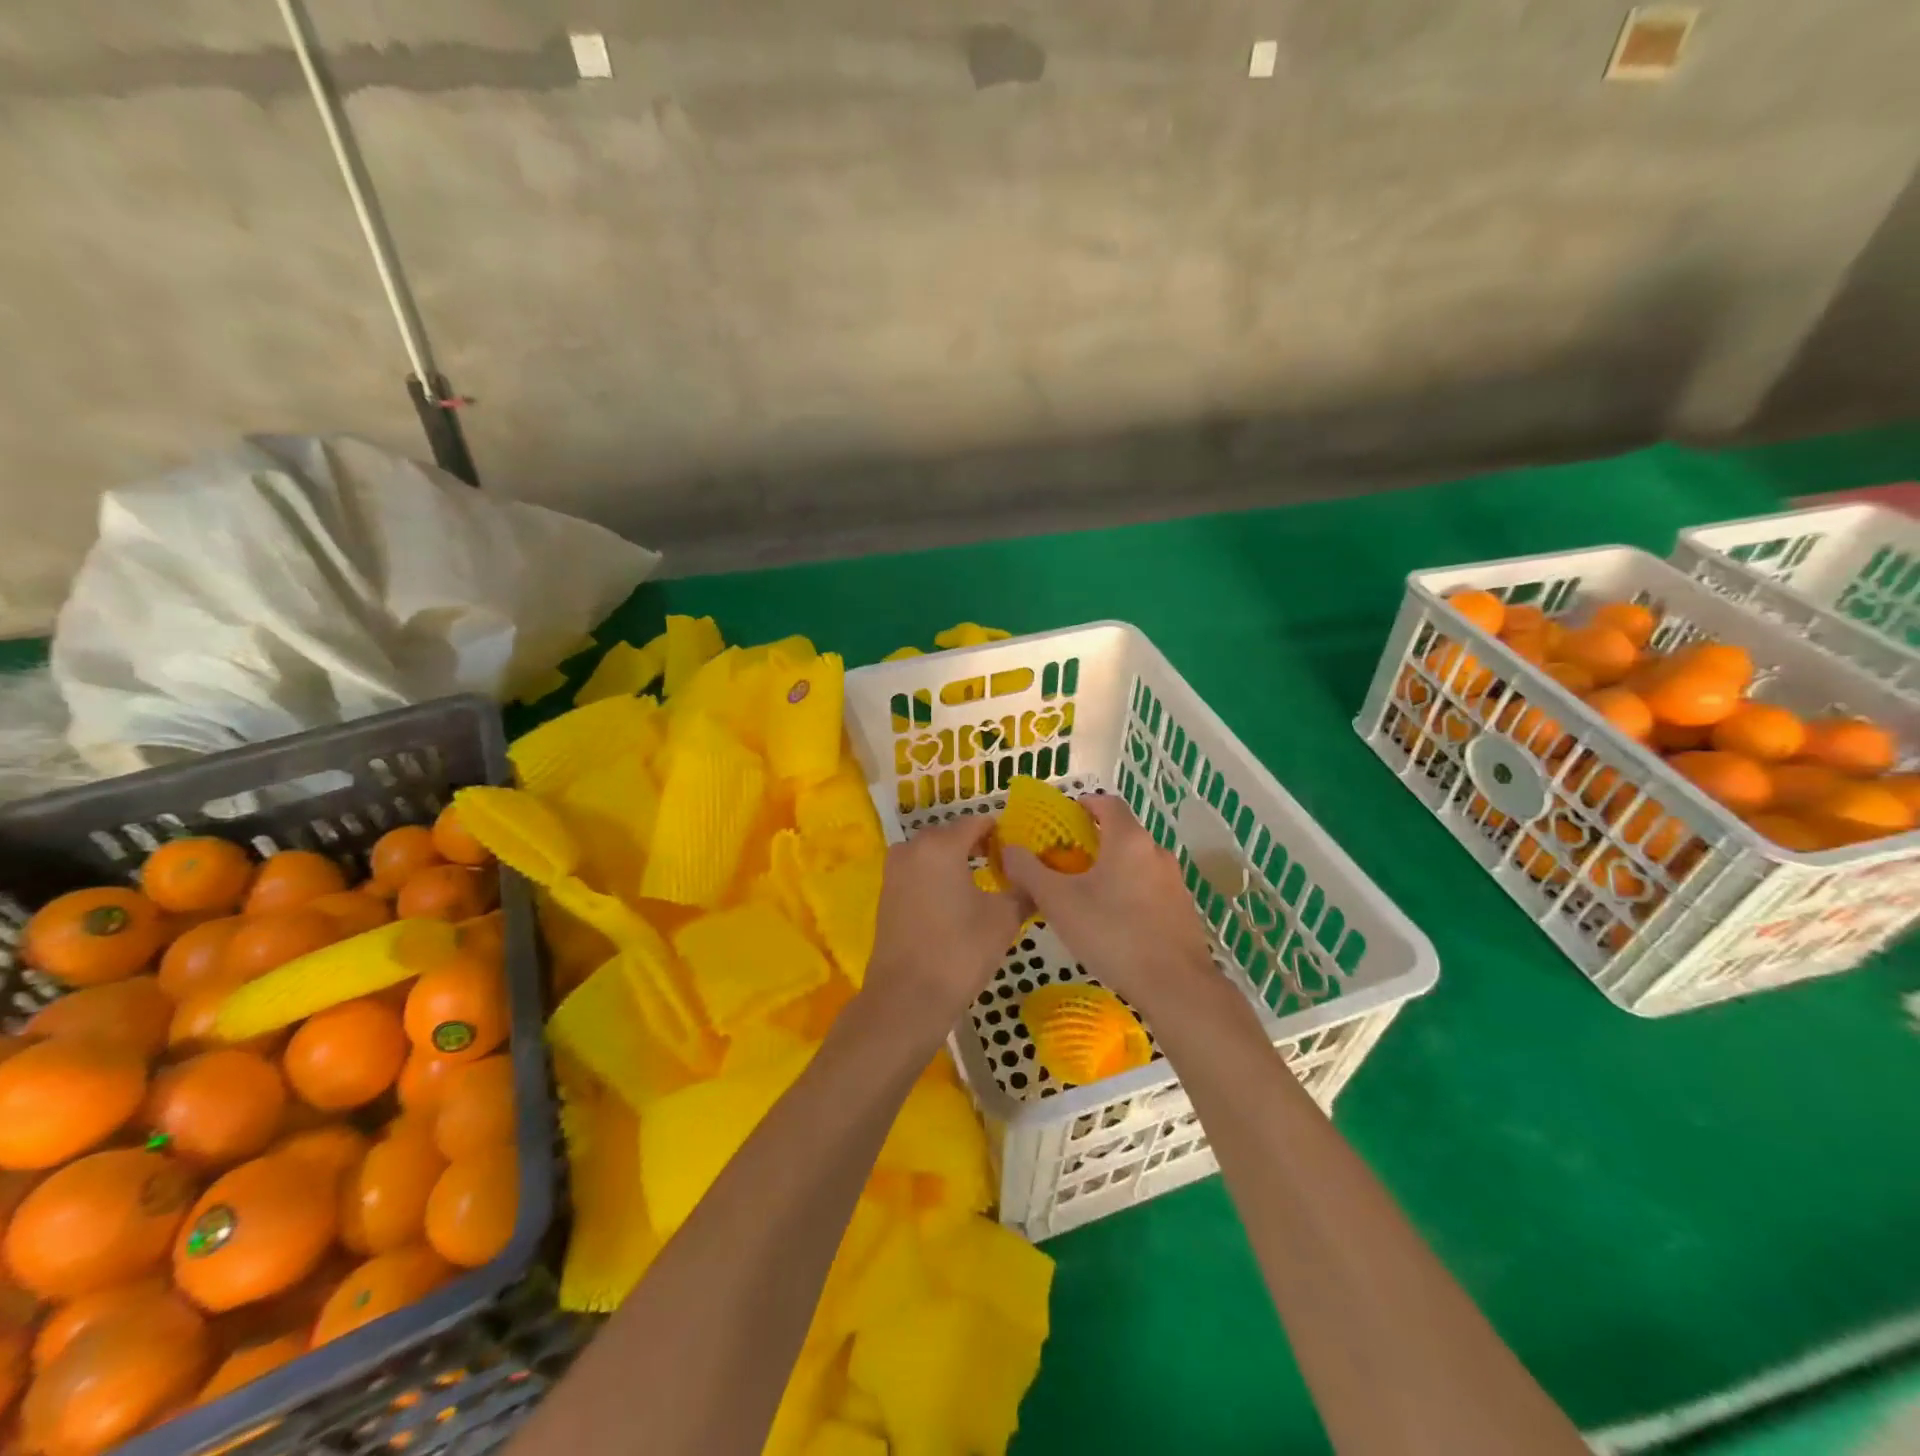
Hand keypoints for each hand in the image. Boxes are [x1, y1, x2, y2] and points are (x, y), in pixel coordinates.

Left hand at [862, 816, 1028, 1043]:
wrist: (907, 997)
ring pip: (933, 854)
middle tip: (1006, 869)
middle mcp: (912, 848)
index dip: (1001, 833)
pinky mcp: (887, 893)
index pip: (977, 822)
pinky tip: (957, 901)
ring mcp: (894, 870)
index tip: (1021, 852)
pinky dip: (938, 877)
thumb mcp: (1003, 920)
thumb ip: (1022, 889)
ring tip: (984, 885)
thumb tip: (1034, 877)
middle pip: (952, 835)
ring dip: (956, 862)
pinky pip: (918, 872)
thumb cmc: (960, 952)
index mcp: (941, 845)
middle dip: (978, 846)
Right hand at [1000, 794, 1217, 1014]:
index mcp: (1129, 840)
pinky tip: (1114, 923)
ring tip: (1086, 895)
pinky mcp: (1183, 910)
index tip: (1064, 818)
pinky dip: (1130, 893)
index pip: (1108, 802)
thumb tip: (1009, 850)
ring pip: (1137, 863)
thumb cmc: (1112, 934)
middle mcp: (1156, 852)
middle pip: (1122, 833)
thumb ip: (1030, 872)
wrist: (1175, 986)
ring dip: (1112, 869)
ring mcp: (1175, 882)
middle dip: (1094, 841)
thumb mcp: (1059, 902)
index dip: (1085, 803)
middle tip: (1065, 862)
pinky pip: (1150, 889)